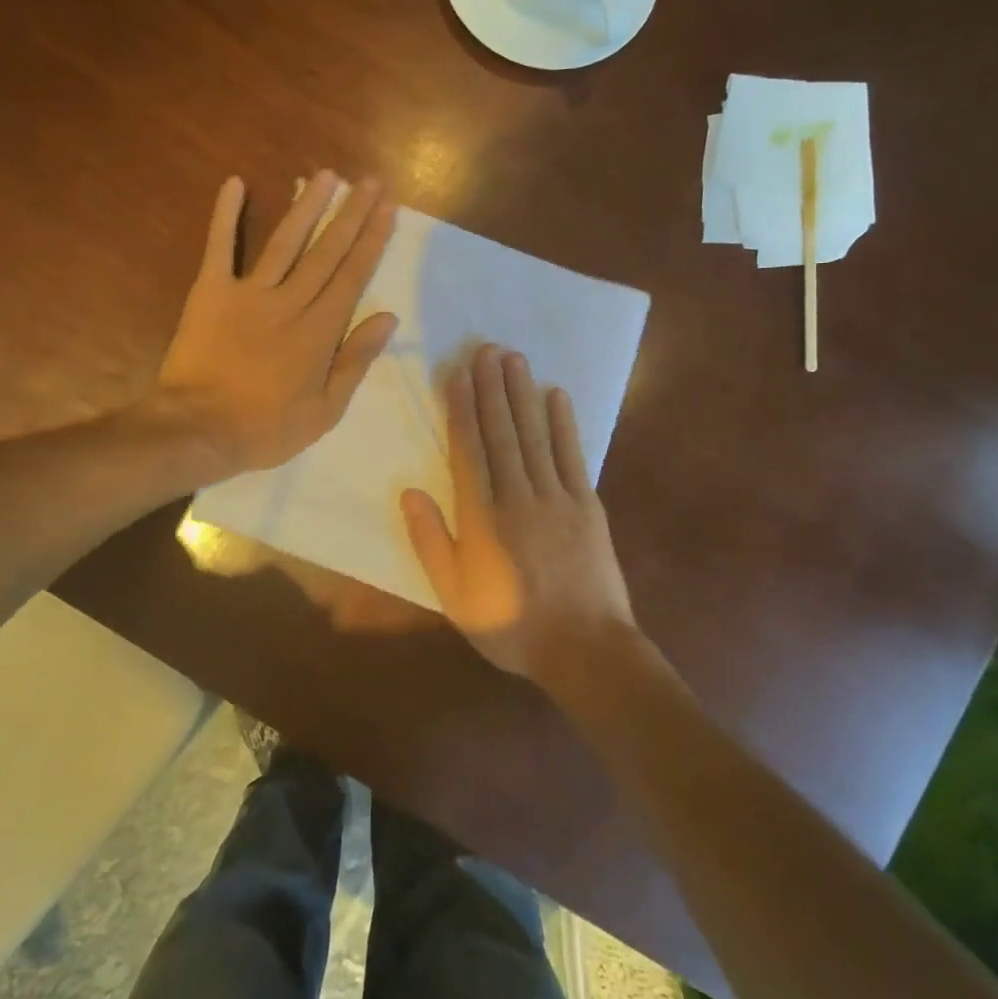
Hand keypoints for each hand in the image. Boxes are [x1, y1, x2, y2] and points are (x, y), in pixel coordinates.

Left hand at [156, 171, 397, 474]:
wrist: (197, 430)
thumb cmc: (266, 428)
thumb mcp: (326, 410)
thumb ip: (356, 360)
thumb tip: (388, 317)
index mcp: (319, 331)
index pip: (352, 275)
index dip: (372, 240)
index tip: (387, 208)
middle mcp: (289, 301)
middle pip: (326, 251)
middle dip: (351, 214)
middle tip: (369, 181)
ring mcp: (248, 293)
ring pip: (285, 241)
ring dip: (307, 206)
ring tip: (326, 175)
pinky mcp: (210, 292)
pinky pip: (219, 247)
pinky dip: (225, 215)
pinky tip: (235, 183)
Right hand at [401, 343, 635, 680]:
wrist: (584, 650)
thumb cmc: (511, 626)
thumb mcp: (454, 596)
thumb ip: (431, 542)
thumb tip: (410, 492)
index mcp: (482, 518)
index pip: (468, 450)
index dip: (460, 410)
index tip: (456, 375)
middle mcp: (518, 496)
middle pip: (501, 432)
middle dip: (491, 388)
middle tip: (485, 348)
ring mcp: (557, 497)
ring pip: (534, 435)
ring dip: (522, 394)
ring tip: (513, 358)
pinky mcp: (587, 506)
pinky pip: (572, 456)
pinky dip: (564, 423)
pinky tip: (556, 395)